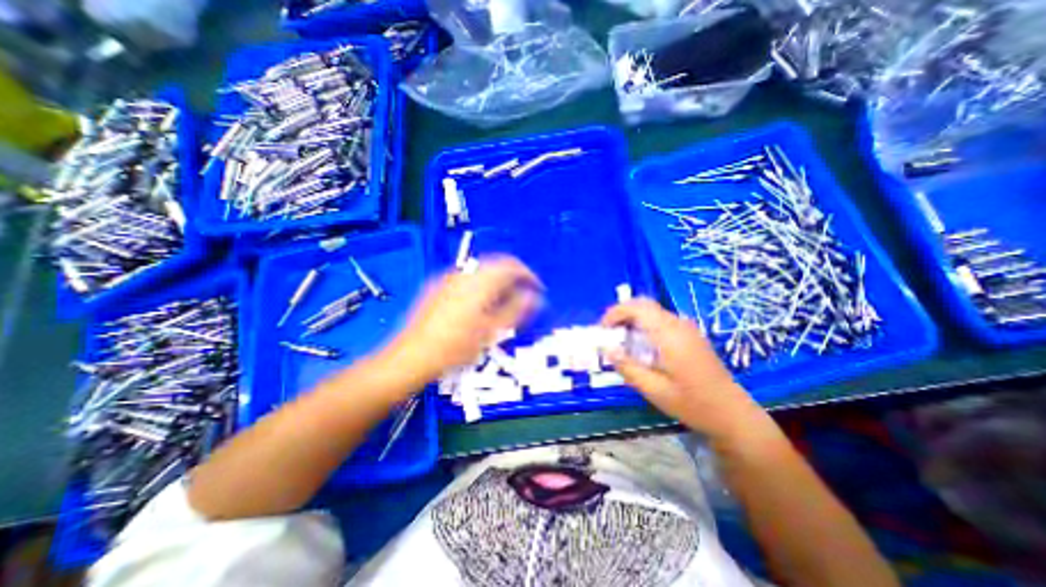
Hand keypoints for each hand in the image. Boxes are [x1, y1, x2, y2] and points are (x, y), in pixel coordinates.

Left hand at [387, 257, 542, 384]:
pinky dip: (481, 286)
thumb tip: (535, 297)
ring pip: (481, 272)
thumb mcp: (491, 331)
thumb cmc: (455, 347)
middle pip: (496, 265)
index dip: (528, 275)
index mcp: (479, 282)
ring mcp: (448, 279)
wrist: (412, 356)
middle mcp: (464, 274)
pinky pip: (467, 279)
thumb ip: (516, 310)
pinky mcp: (437, 286)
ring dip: (497, 282)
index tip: (537, 289)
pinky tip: (480, 305)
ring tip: (503, 303)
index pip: (511, 266)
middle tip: (523, 297)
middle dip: (513, 278)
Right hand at [600, 301, 766, 442]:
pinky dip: (644, 325)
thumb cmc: (692, 404)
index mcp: (669, 335)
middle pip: (644, 304)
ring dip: (633, 319)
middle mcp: (678, 324)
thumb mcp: (654, 390)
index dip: (615, 313)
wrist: (732, 413)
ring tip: (622, 341)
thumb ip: (628, 367)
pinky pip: (661, 320)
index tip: (602, 329)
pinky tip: (641, 346)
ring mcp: (687, 328)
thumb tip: (607, 349)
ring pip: (652, 311)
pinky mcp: (690, 334)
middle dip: (622, 313)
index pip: (637, 308)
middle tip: (609, 333)